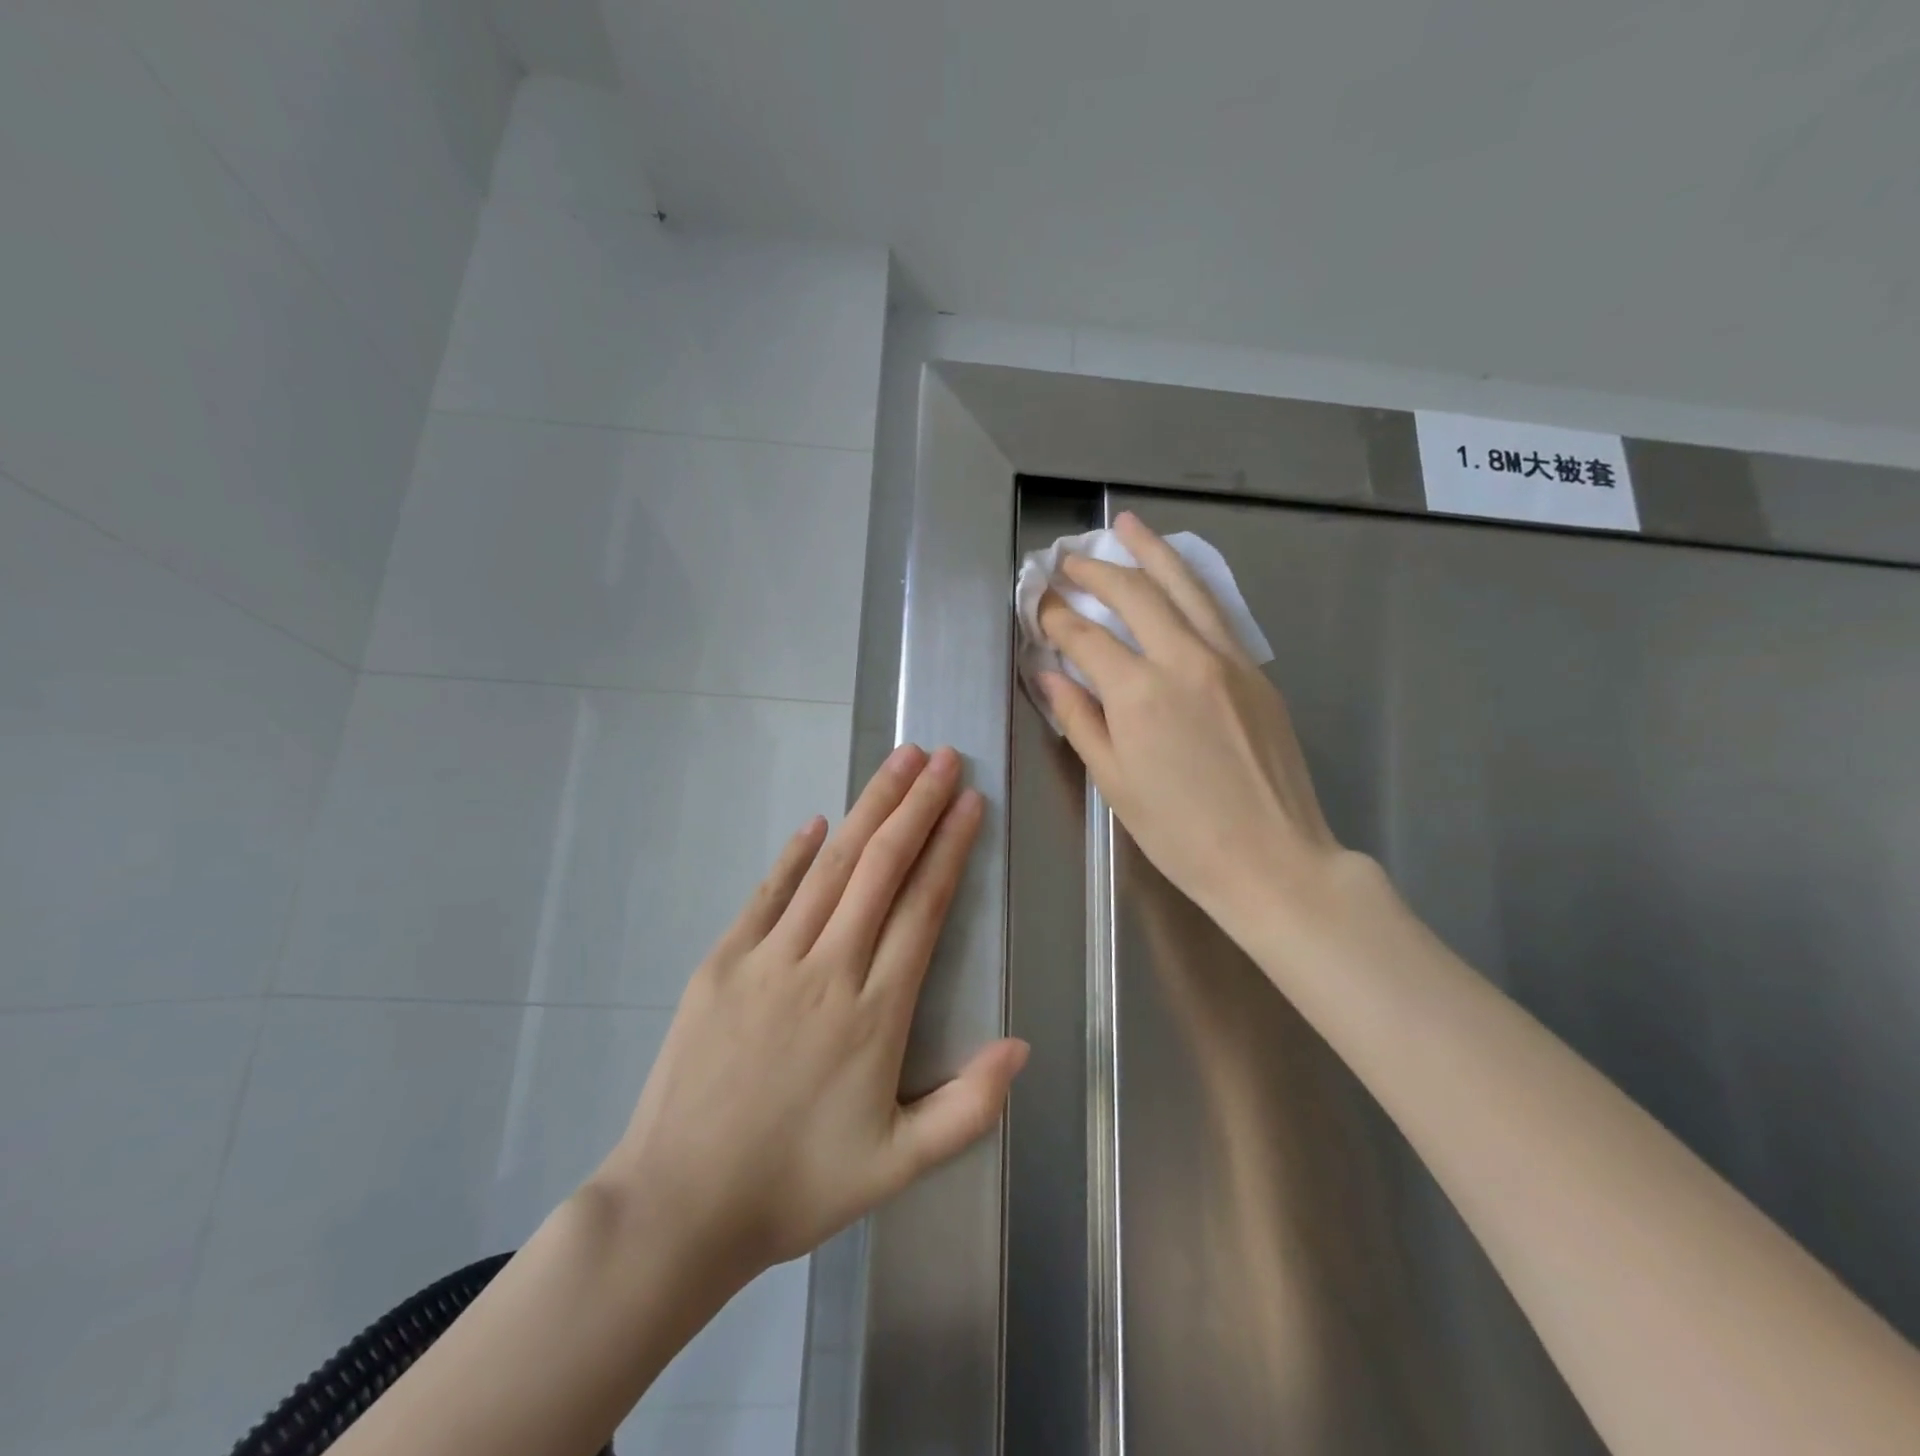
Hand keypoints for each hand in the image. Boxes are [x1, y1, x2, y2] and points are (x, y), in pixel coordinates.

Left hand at [596, 745, 1028, 1280]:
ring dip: (867, 809)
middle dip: (917, 805)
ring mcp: (767, 960)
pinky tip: (818, 821)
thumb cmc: (796, 1186)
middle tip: (942, 757)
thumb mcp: (897, 1166)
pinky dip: (795, 854)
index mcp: (874, 1013)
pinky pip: (767, 894)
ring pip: (830, 866)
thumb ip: (968, 1108)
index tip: (970, 801)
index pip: (923, 906)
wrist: (678, 1207)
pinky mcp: (721, 962)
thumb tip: (1022, 1045)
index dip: (950, 847)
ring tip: (897, 763)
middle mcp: (825, 969)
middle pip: (880, 867)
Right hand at [1037, 512, 1348, 935]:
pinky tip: (1177, 574)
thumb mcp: (1114, 783)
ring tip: (1126, 525)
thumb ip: (1079, 720)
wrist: (1272, 859)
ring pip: (1185, 587)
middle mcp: (1184, 660)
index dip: (1055, 615)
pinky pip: (1216, 611)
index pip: (1086, 636)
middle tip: (1069, 558)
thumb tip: (1049, 674)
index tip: (1038, 601)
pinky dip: (1190, 583)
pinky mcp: (1256, 671)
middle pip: (1135, 593)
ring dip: (1151, 551)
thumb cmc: (1180, 833)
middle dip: (1096, 569)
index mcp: (1139, 694)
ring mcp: (1228, 659)